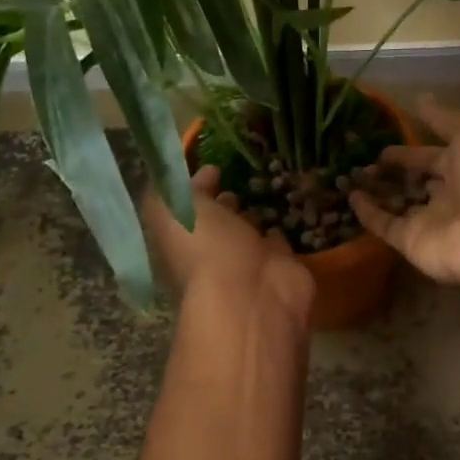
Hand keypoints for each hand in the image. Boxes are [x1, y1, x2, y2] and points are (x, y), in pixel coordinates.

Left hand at [143, 166, 314, 324]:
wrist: (253, 295)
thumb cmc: (205, 249)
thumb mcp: (175, 209)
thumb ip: (178, 185)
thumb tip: (199, 171)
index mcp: (182, 240)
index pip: (184, 210)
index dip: (193, 188)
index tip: (212, 164)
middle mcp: (212, 252)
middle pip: (216, 222)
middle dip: (223, 202)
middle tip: (236, 176)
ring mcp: (248, 260)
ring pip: (248, 230)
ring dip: (252, 214)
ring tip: (264, 185)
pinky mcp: (280, 265)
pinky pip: (278, 240)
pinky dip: (279, 227)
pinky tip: (285, 209)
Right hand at [349, 95, 459, 290]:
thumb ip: (444, 117)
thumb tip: (421, 99)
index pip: (435, 155)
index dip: (413, 147)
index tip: (384, 139)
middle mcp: (451, 194)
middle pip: (418, 180)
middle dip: (396, 169)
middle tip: (366, 157)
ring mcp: (431, 221)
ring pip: (399, 203)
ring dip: (377, 190)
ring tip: (350, 173)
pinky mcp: (412, 242)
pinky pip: (385, 225)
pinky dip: (367, 213)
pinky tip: (350, 196)